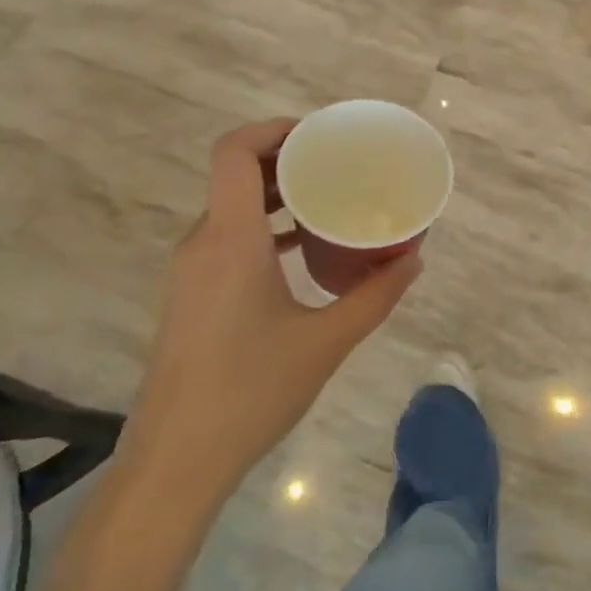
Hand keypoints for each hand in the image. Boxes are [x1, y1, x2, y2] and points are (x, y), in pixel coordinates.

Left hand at [115, 118, 422, 515]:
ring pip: (233, 208)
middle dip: (288, 160)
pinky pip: (229, 239)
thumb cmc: (251, 392)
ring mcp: (192, 271)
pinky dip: (265, 229)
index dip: (273, 129)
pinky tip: (304, 250)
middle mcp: (204, 243)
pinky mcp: (191, 296)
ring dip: (278, 196)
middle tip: (340, 164)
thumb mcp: (327, 342)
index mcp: (231, 239)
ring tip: (330, 200)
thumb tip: (414, 258)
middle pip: (237, 175)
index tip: (320, 135)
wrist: (176, 461)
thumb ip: (376, 295)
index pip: (234, 152)